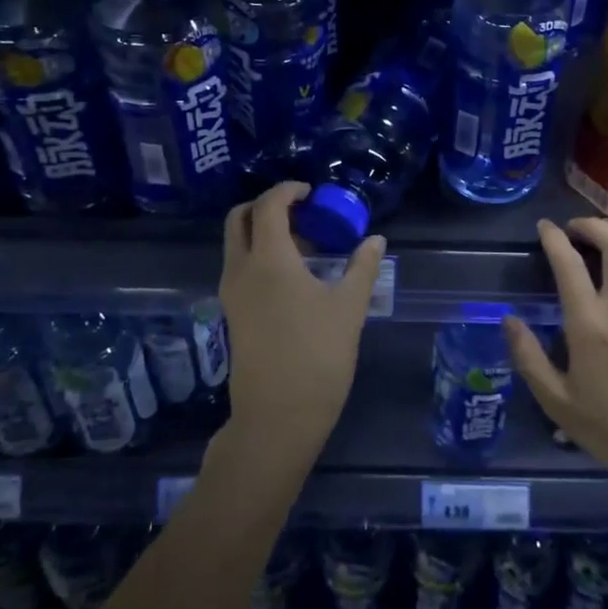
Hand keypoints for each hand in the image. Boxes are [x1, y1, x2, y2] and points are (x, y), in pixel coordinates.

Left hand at [218, 181, 386, 462]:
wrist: (278, 417)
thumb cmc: (317, 356)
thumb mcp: (349, 308)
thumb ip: (362, 267)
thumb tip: (375, 240)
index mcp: (268, 259)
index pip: (268, 205)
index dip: (288, 191)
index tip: (311, 192)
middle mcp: (241, 269)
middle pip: (240, 219)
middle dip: (267, 206)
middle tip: (302, 212)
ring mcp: (232, 293)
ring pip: (237, 244)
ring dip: (263, 231)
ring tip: (305, 244)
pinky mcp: (232, 314)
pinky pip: (240, 266)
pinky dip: (260, 254)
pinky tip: (293, 274)